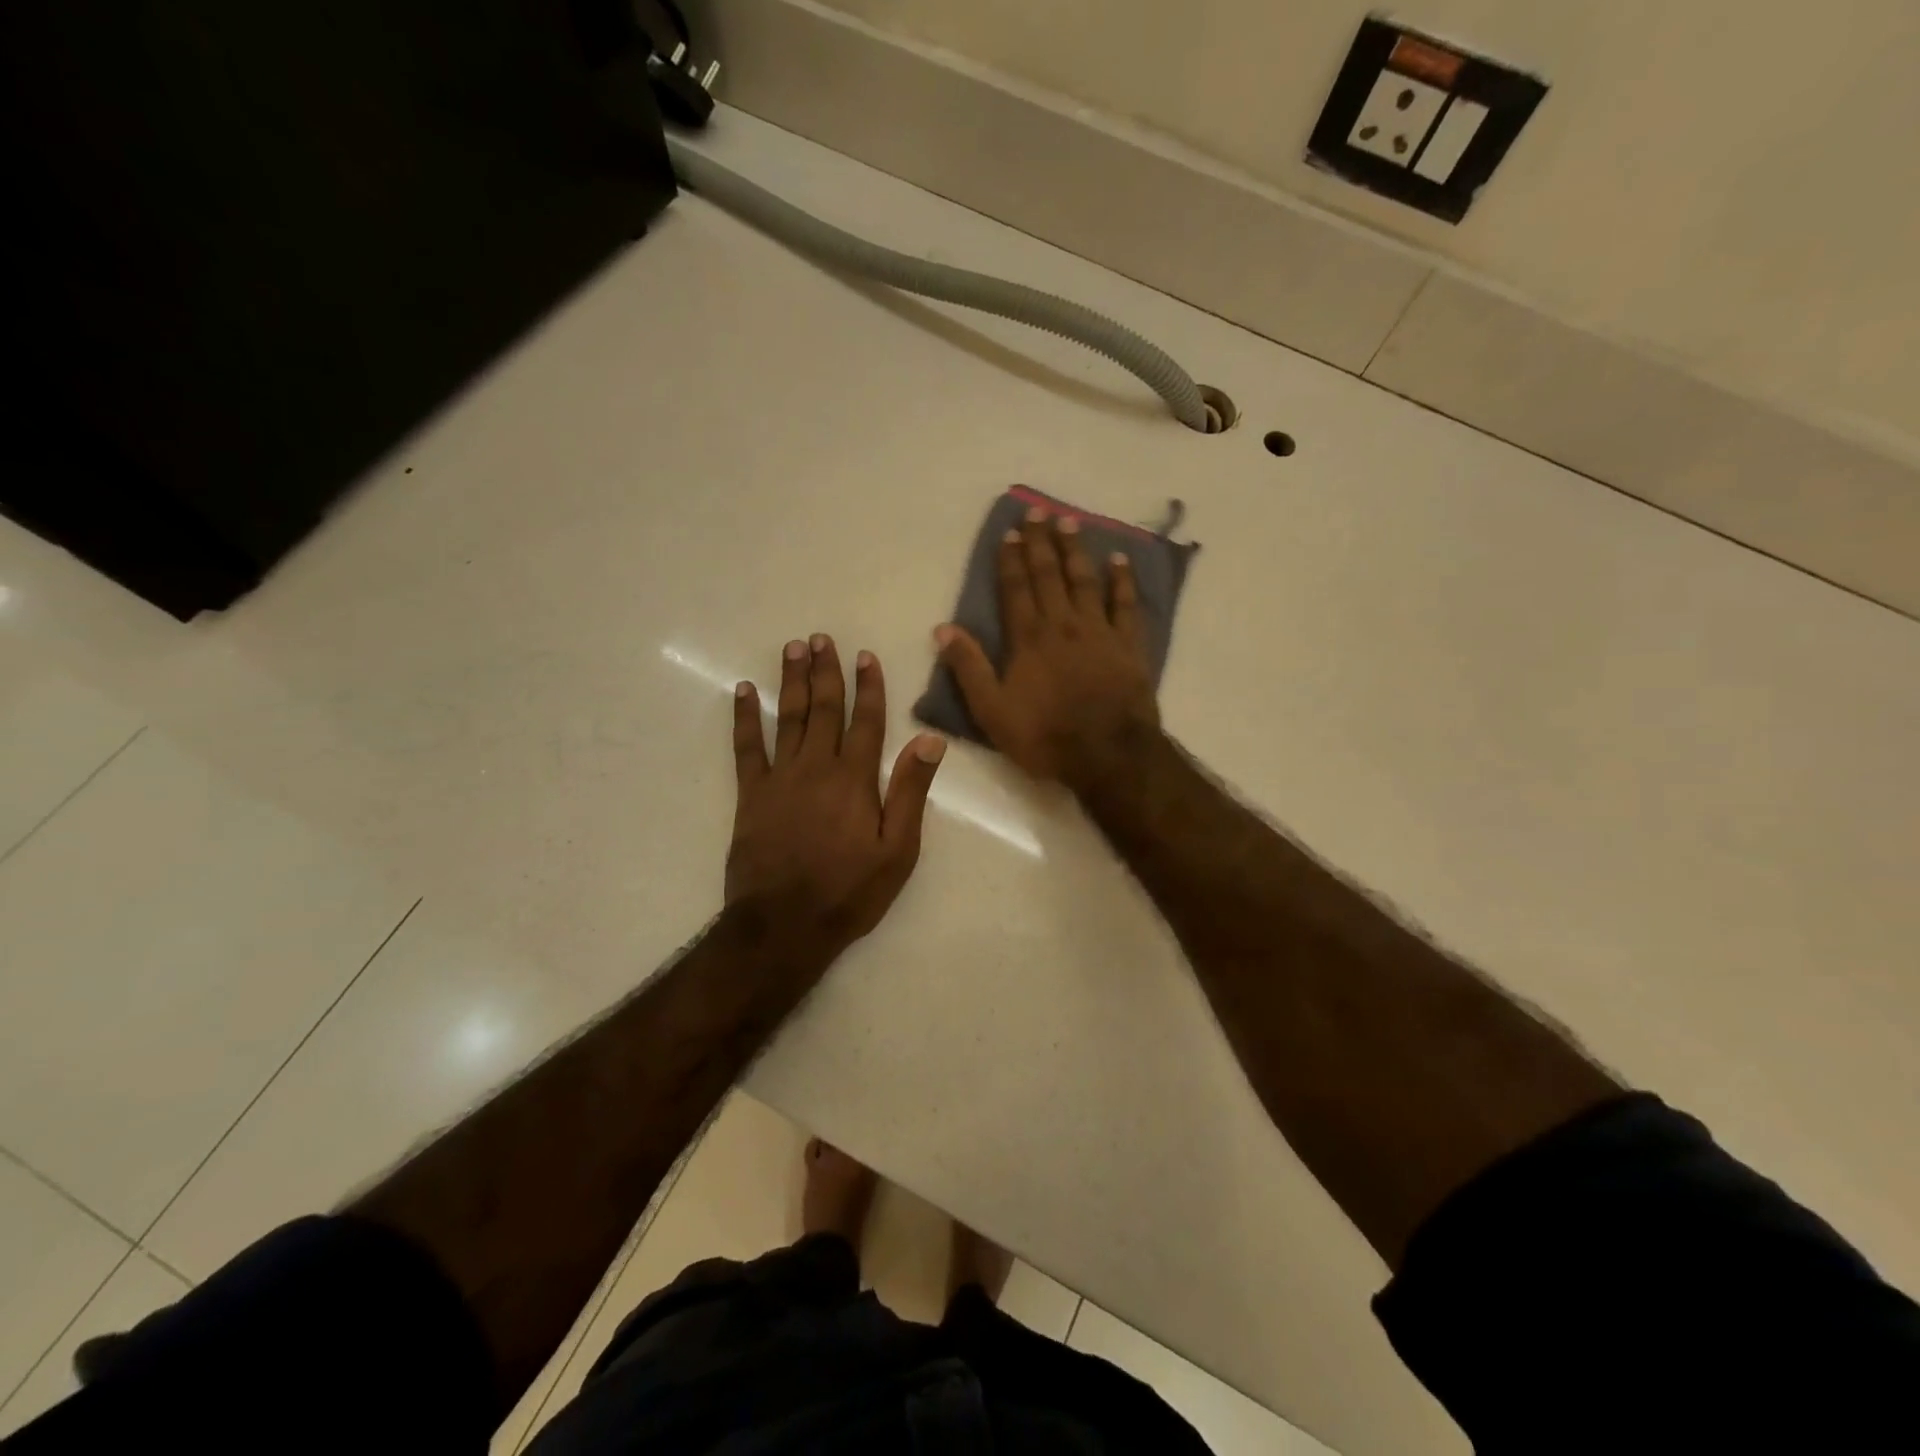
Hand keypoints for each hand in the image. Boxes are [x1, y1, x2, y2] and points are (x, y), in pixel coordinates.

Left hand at [728, 636, 945, 953]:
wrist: (784, 925)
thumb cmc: (849, 891)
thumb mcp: (898, 850)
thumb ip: (910, 792)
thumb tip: (929, 740)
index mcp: (855, 779)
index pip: (866, 721)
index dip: (868, 686)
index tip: (865, 655)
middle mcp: (817, 767)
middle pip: (823, 709)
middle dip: (825, 671)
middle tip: (820, 638)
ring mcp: (780, 778)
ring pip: (787, 718)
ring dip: (790, 681)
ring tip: (792, 649)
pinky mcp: (751, 795)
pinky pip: (746, 747)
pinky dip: (745, 717)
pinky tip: (743, 692)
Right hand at [935, 507, 1159, 786]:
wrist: (1108, 754)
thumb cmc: (1045, 736)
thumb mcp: (992, 711)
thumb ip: (969, 668)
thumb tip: (943, 628)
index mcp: (1029, 639)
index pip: (1016, 589)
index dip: (1011, 559)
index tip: (1009, 531)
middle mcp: (1063, 625)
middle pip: (1049, 575)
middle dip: (1041, 542)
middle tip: (1038, 510)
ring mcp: (1099, 632)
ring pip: (1085, 580)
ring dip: (1075, 550)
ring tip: (1069, 522)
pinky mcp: (1128, 645)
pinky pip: (1126, 604)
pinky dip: (1122, 580)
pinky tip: (1119, 559)